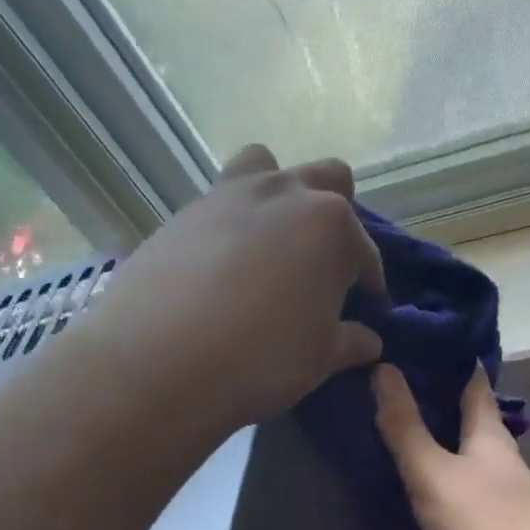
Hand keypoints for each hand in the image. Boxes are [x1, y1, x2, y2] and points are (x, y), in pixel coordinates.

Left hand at [94, 144, 385, 430]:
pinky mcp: (184, 209)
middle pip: (329, 181)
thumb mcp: (319, 358)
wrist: (158, 360)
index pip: (366, 254)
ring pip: (269, 169)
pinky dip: (234, 222)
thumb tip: (369, 340)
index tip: (368, 312)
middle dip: (336, 218)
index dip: (371, 286)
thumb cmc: (261, 358)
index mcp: (332, 226)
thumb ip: (350, 342)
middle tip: (323, 267)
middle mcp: (286, 193)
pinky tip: (223, 265)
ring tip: (272, 246)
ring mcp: (230, 194)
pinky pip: (221, 200)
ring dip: (281, 198)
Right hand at [372, 362, 529, 529]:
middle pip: (472, 422)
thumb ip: (405, 425)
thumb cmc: (480, 527)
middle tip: (392, 387)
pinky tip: (419, 492)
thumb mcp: (432, 472)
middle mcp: (503, 462)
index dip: (452, 360)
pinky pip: (464, 497)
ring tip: (397, 434)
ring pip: (468, 461)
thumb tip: (384, 368)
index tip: (419, 342)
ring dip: (440, 447)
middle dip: (439, 404)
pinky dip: (442, 485)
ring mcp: (504, 500)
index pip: (474, 384)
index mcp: (492, 437)